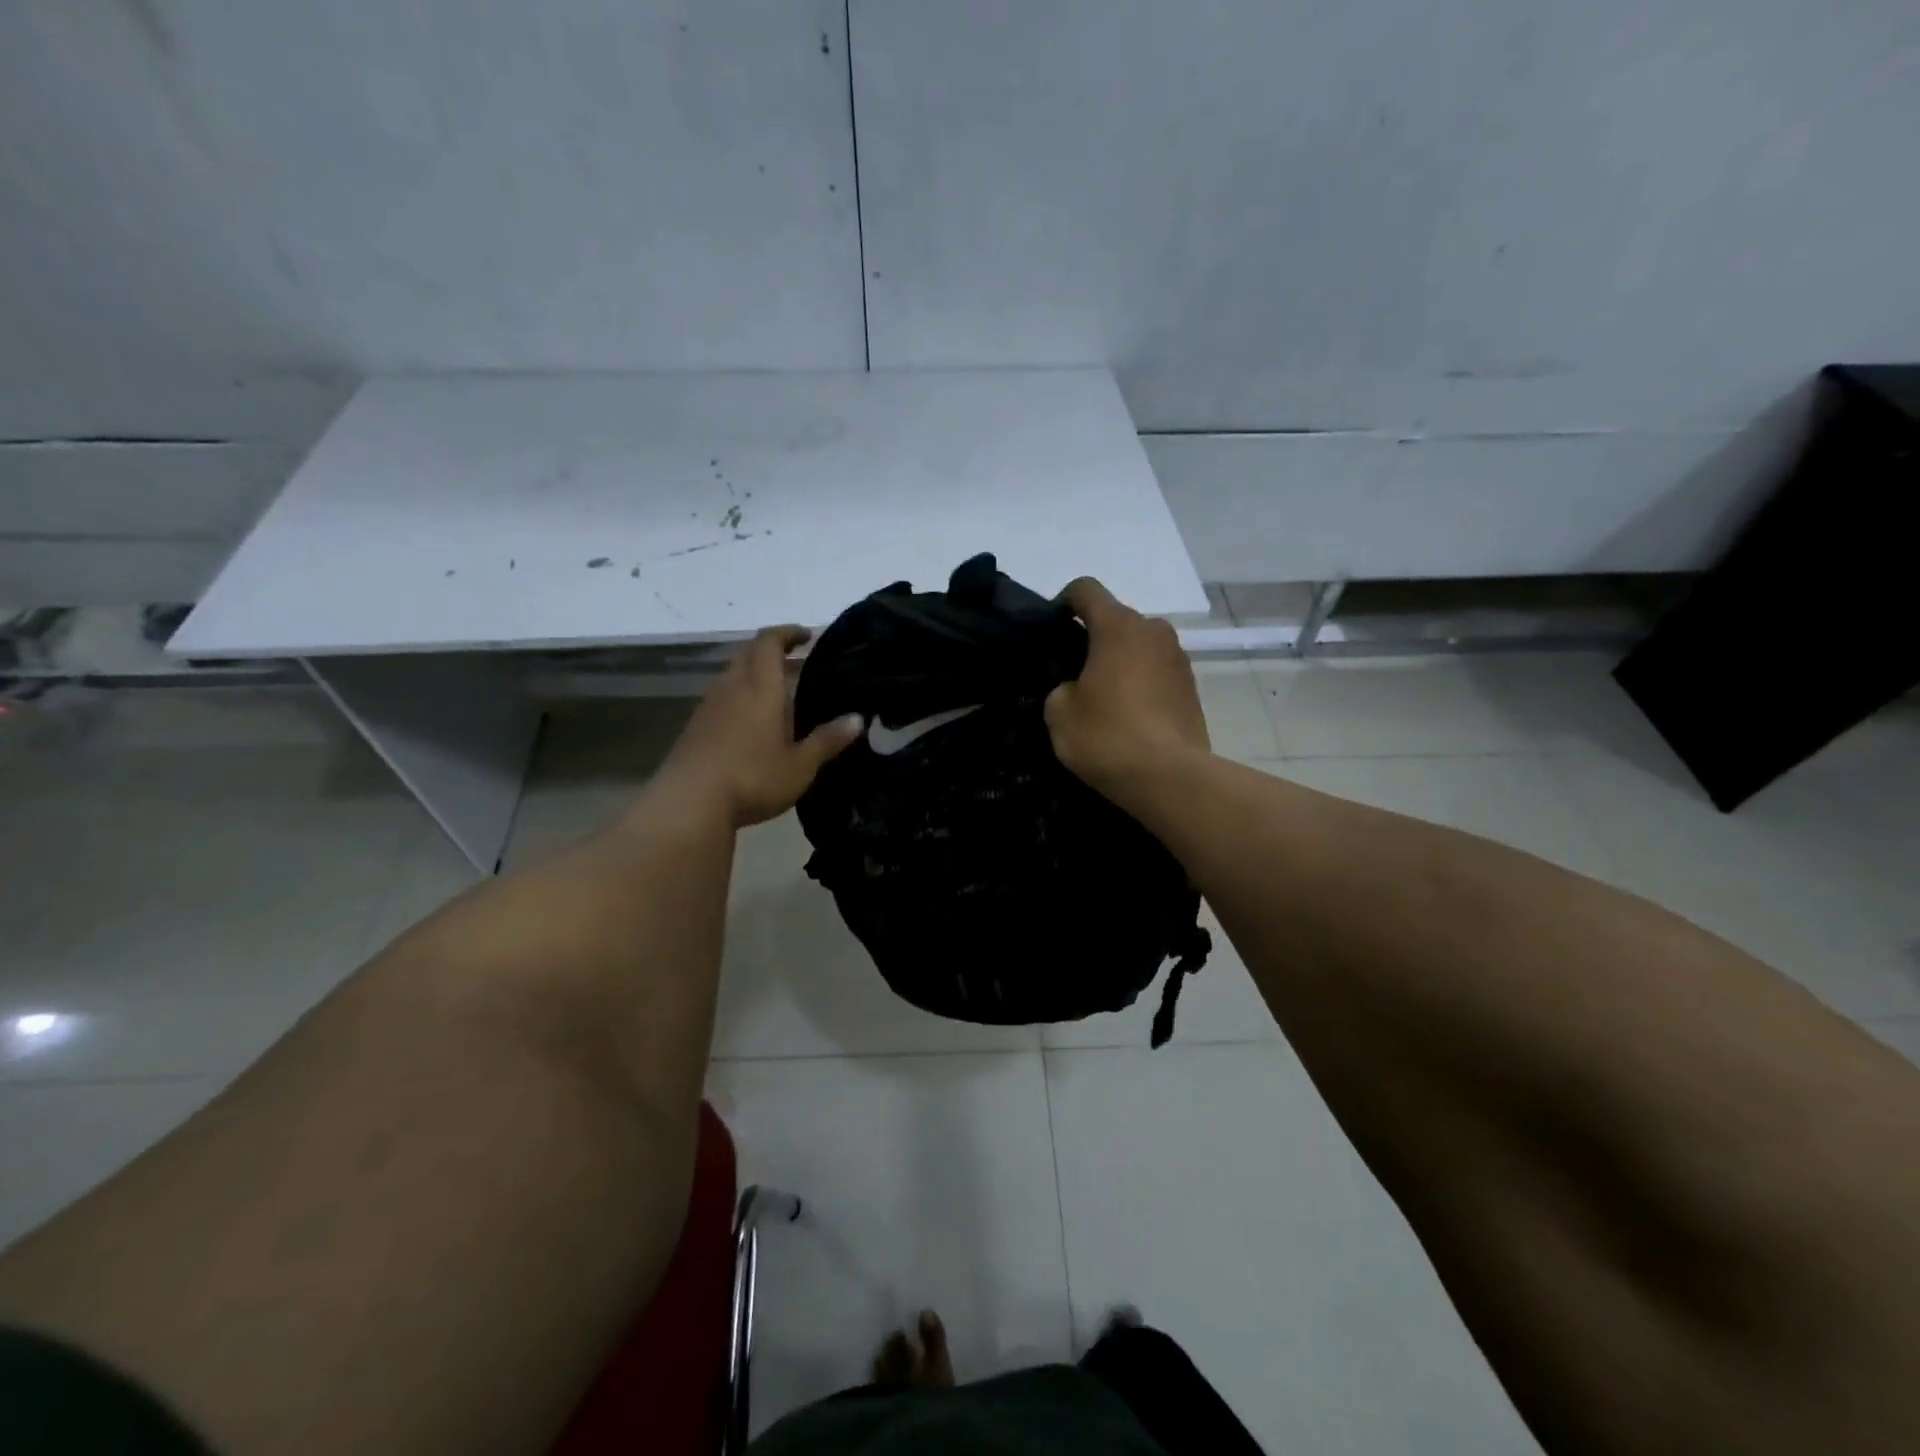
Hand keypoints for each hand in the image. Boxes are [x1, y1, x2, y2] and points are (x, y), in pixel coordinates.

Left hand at [661, 625, 863, 827]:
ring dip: (754, 676)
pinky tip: (753, 724)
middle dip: (772, 652)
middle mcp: (731, 686)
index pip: (769, 641)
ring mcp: (708, 706)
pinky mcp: (694, 727)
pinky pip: (721, 698)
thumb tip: (857, 719)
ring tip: (779, 696)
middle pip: (749, 654)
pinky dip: (740, 698)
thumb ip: (828, 740)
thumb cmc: (753, 777)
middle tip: (797, 664)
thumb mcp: (800, 765)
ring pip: (733, 676)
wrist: (689, 804)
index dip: (788, 633)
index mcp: (760, 686)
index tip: (807, 636)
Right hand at [1045, 577, 1209, 792]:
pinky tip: (1129, 716)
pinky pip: (1157, 672)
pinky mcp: (1193, 688)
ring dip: (1121, 662)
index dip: (1064, 602)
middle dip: (1094, 638)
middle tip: (1073, 673)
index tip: (1052, 629)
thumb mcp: (1059, 713)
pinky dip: (1141, 684)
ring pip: (1140, 647)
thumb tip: (1076, 689)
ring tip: (1103, 699)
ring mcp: (1178, 658)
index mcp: (1118, 626)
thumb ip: (1061, 688)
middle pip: (1116, 620)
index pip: (1086, 590)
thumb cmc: (1108, 736)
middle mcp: (1153, 631)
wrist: (1170, 778)